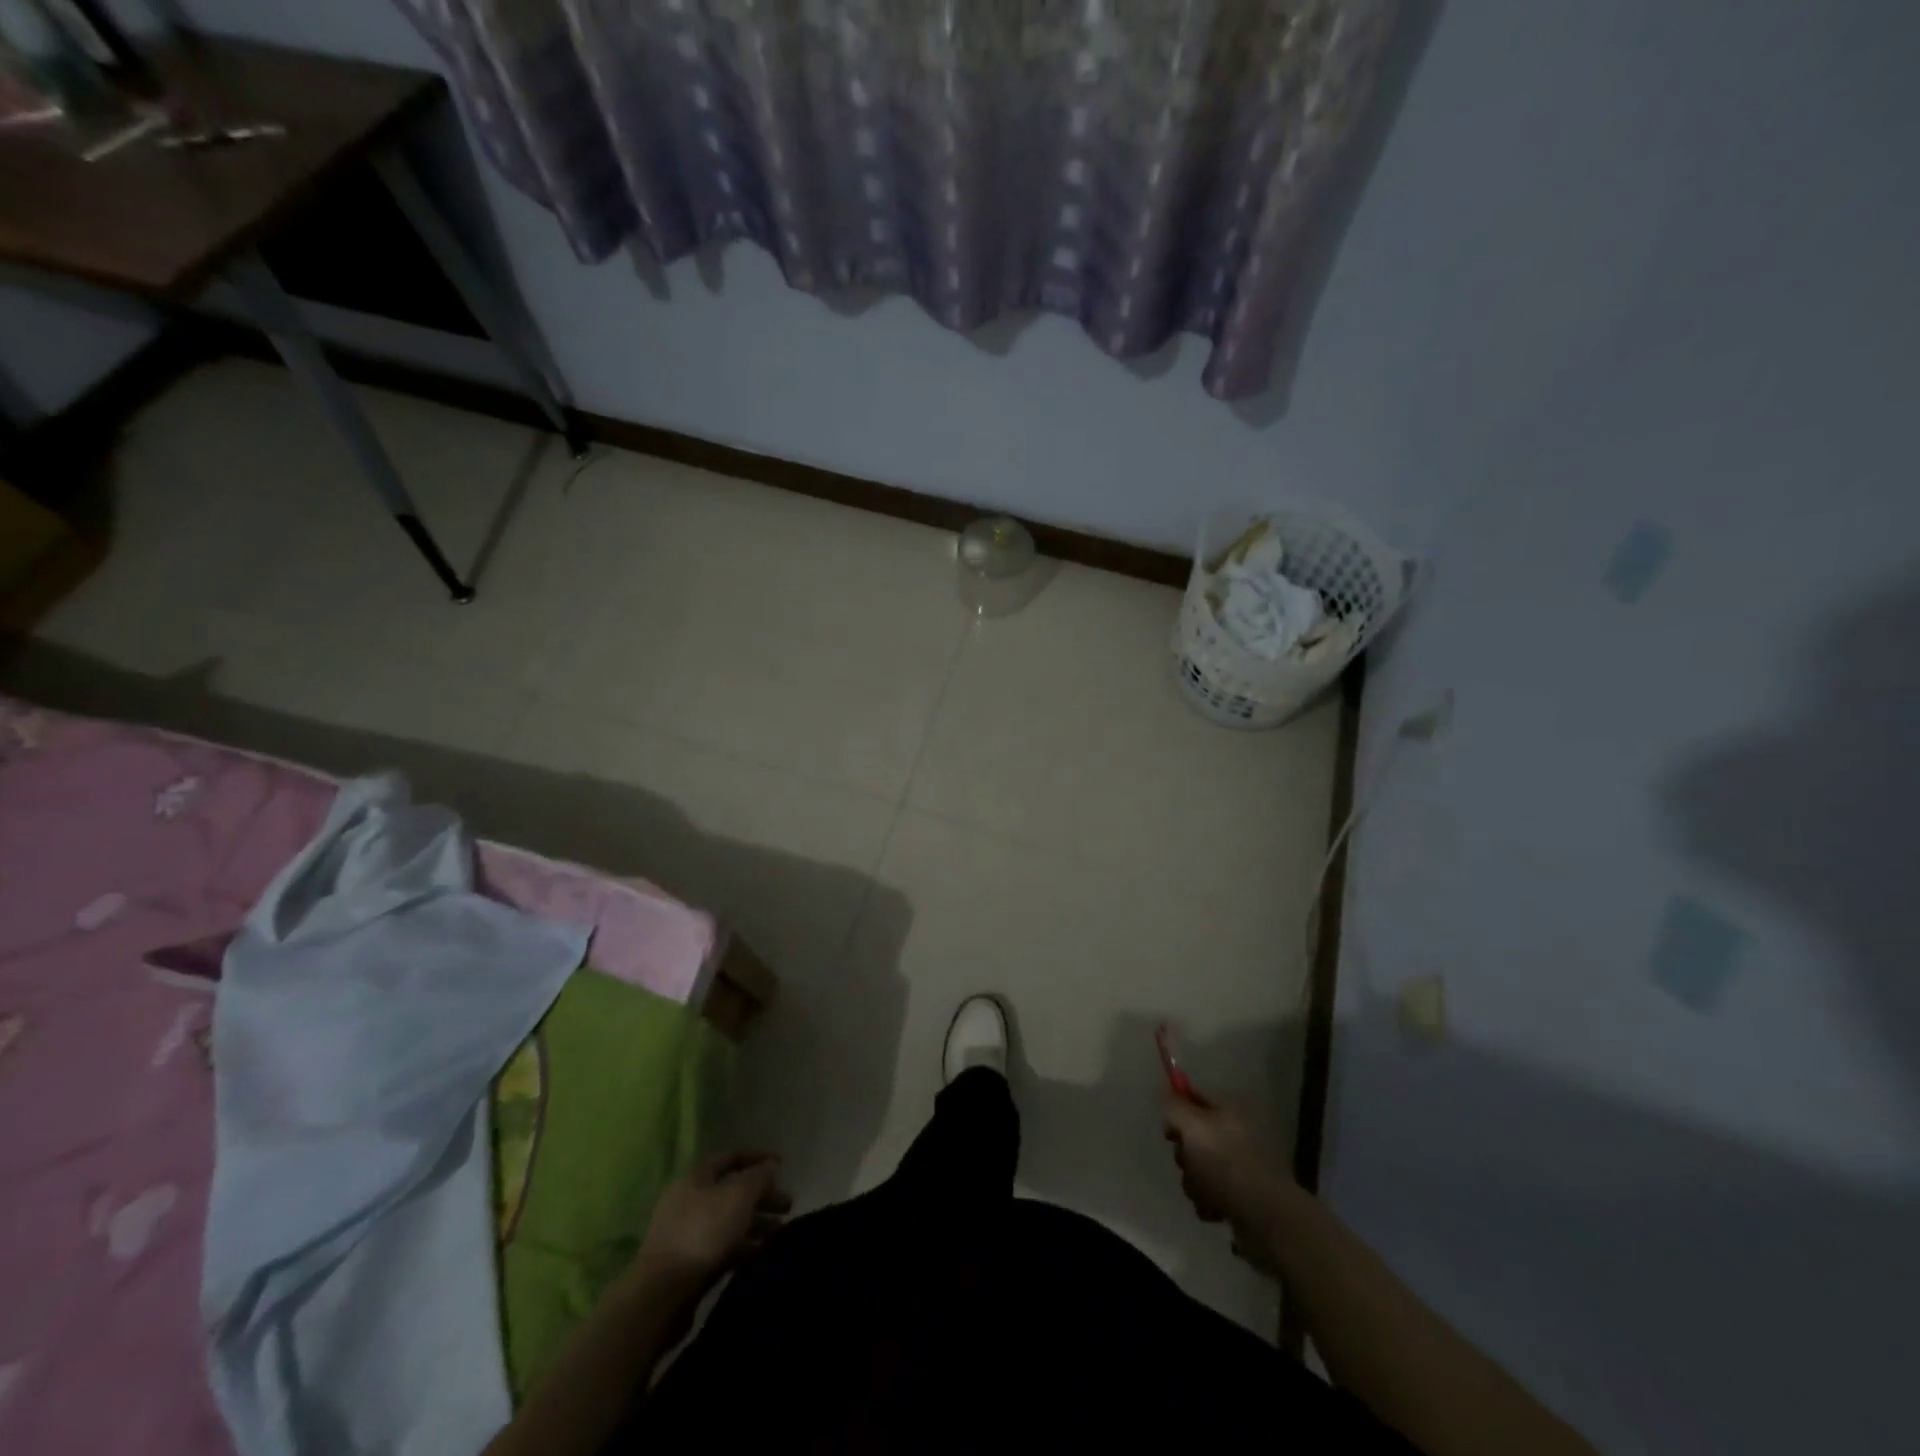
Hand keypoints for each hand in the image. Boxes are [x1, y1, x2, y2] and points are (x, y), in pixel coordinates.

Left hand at [633, 1152, 791, 1295]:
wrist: (662, 1294)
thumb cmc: (702, 1232)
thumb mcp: (738, 1195)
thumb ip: (758, 1177)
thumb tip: (770, 1166)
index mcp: (697, 1177)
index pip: (732, 1157)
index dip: (758, 1158)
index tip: (783, 1166)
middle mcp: (690, 1201)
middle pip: (733, 1191)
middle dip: (762, 1196)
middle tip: (788, 1206)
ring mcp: (688, 1234)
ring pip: (729, 1221)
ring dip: (756, 1223)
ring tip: (780, 1232)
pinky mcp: (690, 1264)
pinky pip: (723, 1247)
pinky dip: (743, 1247)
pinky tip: (761, 1253)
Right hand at [1163, 1096, 1292, 1275]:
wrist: (1265, 1217)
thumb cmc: (1225, 1164)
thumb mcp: (1192, 1127)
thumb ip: (1173, 1107)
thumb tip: (1164, 1091)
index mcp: (1228, 1111)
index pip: (1194, 1096)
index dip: (1176, 1109)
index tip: (1169, 1132)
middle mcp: (1235, 1134)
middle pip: (1193, 1136)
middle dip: (1184, 1155)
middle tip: (1189, 1164)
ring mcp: (1240, 1166)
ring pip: (1198, 1167)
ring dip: (1194, 1182)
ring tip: (1204, 1193)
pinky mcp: (1242, 1195)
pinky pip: (1211, 1192)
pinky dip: (1208, 1201)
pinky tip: (1214, 1209)